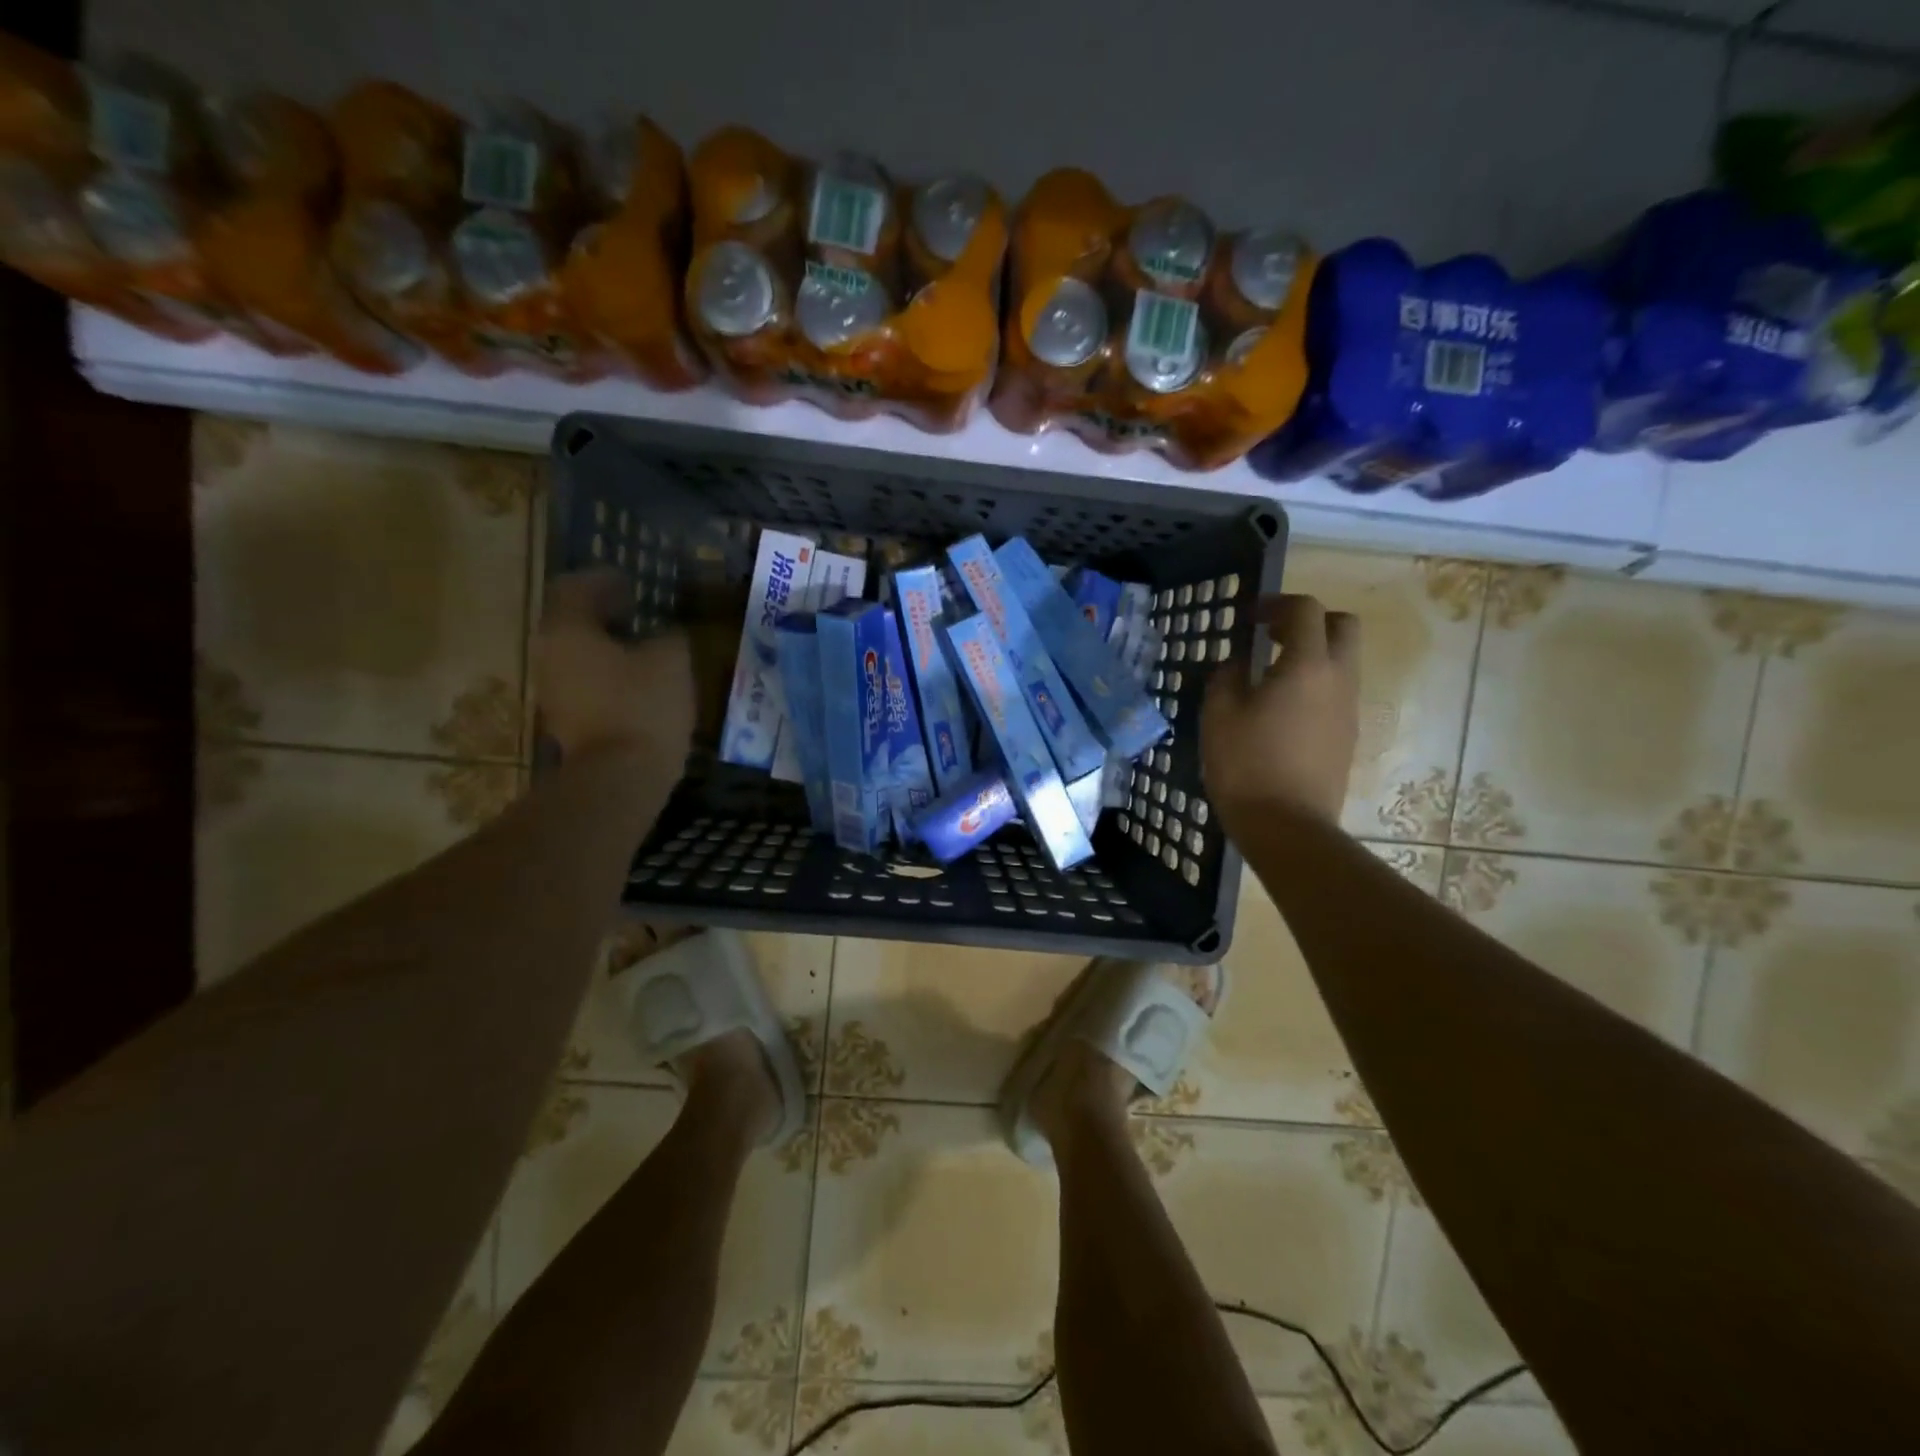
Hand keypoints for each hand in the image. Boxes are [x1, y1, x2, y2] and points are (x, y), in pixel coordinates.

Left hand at [534, 570, 693, 759]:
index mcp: (568, 630)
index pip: (576, 587)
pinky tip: (639, 683)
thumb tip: (666, 632)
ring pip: (578, 655)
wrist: (620, 777)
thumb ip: (669, 636)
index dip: (604, 580)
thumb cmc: (643, 706)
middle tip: (639, 613)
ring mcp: (554, 691)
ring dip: (607, 647)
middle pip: (572, 622)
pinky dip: (608, 676)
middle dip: (605, 614)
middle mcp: (550, 655)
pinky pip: (586, 684)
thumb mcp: (671, 660)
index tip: (631, 583)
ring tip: (644, 648)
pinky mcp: (567, 721)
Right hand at [1201, 593, 1359, 832]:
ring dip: (1311, 655)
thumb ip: (1227, 676)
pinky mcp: (1347, 735)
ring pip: (1343, 661)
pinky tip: (1280, 710)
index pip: (1305, 610)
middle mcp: (1339, 679)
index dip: (1276, 604)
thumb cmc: (1246, 765)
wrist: (1287, 826)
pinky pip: (1336, 693)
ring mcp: (1349, 709)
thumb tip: (1238, 663)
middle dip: (1309, 622)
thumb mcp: (1219, 714)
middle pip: (1343, 626)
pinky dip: (1314, 685)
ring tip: (1269, 675)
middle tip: (1271, 636)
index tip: (1247, 617)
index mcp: (1307, 665)